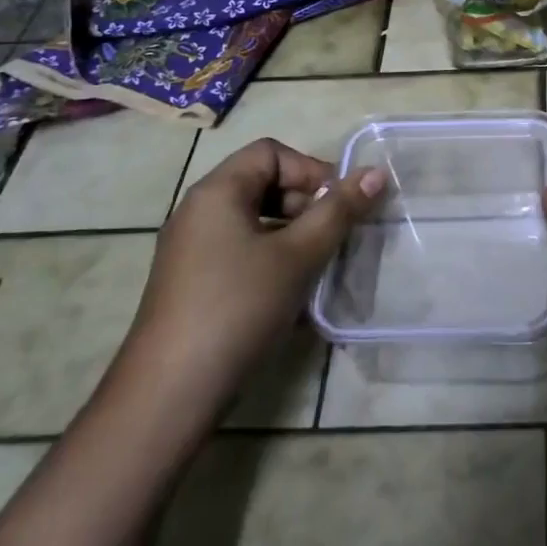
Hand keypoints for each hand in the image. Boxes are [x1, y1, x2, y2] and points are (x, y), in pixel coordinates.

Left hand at [123, 138, 382, 407]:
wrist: (169, 393)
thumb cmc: (238, 308)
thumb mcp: (298, 256)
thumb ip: (339, 211)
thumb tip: (376, 173)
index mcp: (217, 191)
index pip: (272, 152)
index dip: (311, 170)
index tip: (338, 205)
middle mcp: (197, 210)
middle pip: (262, 181)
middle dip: (304, 201)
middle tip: (332, 236)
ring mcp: (190, 248)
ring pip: (253, 218)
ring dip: (291, 231)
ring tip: (316, 263)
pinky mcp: (190, 281)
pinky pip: (239, 248)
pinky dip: (270, 256)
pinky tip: (289, 291)